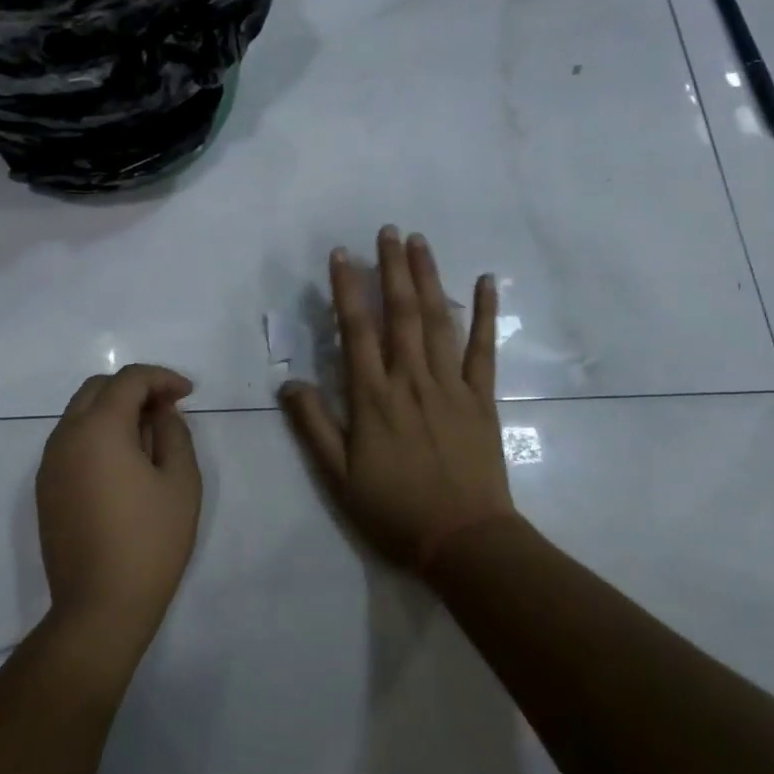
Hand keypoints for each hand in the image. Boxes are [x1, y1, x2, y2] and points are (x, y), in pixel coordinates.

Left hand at [37, 365, 202, 648]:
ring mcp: (50, 463)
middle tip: (167, 409)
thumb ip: (173, 433)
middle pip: (98, 389)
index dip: (161, 378)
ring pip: (80, 413)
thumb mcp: (180, 482)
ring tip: (148, 436)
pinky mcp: (45, 488)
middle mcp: (66, 436)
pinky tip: (123, 463)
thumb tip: (160, 413)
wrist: (100, 607)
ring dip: (114, 411)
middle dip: (134, 388)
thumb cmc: (150, 542)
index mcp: (98, 428)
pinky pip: (71, 441)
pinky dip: (97, 435)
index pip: (128, 380)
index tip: (187, 394)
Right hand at [280, 227, 515, 571]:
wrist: (465, 542)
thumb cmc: (395, 510)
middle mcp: (410, 380)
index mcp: (373, 398)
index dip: (347, 290)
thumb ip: (313, 427)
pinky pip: (483, 349)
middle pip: (400, 314)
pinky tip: (484, 282)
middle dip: (391, 269)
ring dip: (427, 278)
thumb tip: (288, 383)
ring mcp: (450, 385)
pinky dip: (484, 314)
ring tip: (420, 242)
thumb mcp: (338, 477)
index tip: (342, 255)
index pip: (356, 331)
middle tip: (388, 231)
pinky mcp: (481, 398)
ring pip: (437, 321)